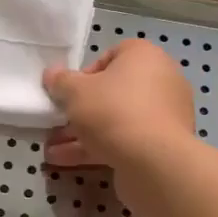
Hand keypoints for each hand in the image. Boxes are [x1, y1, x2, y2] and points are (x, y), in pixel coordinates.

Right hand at [43, 39, 197, 172]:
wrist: (154, 162)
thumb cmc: (113, 111)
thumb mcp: (75, 91)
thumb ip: (60, 81)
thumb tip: (52, 74)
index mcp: (145, 57)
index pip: (112, 55)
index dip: (86, 73)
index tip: (70, 91)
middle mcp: (161, 81)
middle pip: (114, 91)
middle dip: (81, 109)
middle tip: (59, 122)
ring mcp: (165, 116)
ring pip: (117, 120)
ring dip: (83, 133)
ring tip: (52, 149)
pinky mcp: (163, 146)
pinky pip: (126, 141)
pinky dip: (99, 148)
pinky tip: (66, 162)